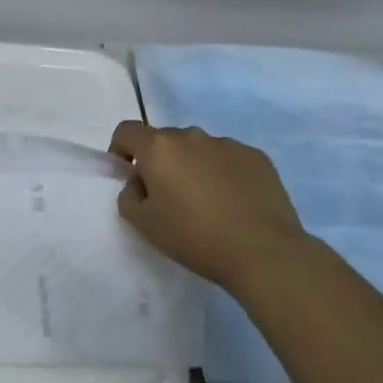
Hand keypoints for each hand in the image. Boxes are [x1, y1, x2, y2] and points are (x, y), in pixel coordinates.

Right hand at [109, 121, 311, 288]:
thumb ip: (129, 196)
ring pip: (198, 149)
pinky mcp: (256, 156)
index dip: (120, 149)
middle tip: (167, 198)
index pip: (127, 131)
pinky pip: (228, 158)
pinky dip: (222, 173)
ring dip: (192, 166)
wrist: (262, 251)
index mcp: (159, 148)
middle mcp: (192, 136)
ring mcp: (228, 143)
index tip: (127, 175)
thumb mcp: (144, 224)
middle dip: (159, 162)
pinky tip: (233, 203)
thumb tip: (140, 182)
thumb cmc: (194, 237)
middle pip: (164, 140)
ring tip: (206, 203)